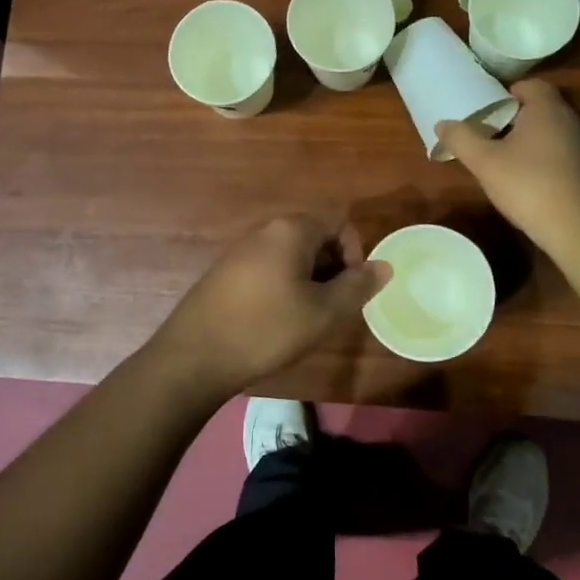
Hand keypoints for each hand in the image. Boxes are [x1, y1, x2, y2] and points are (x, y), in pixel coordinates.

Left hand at [144, 213, 390, 401]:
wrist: (194, 356)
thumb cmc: (266, 329)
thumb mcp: (323, 312)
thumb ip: (358, 286)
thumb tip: (385, 266)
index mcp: (290, 229)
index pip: (338, 222)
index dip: (355, 253)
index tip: (350, 290)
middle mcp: (264, 230)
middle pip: (315, 236)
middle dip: (332, 268)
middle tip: (332, 308)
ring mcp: (241, 250)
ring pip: (291, 255)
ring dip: (309, 280)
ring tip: (307, 318)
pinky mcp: (225, 272)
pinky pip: (268, 268)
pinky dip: (284, 286)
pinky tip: (277, 321)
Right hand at [437, 79, 579, 253]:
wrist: (577, 227)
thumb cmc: (527, 185)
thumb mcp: (484, 162)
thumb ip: (461, 139)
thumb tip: (442, 123)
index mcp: (546, 109)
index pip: (530, 84)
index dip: (507, 92)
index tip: (487, 109)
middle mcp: (569, 120)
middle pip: (540, 106)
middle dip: (515, 115)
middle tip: (489, 132)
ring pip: (551, 130)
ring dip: (529, 137)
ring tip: (504, 155)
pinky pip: (560, 150)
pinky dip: (543, 155)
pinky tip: (526, 177)